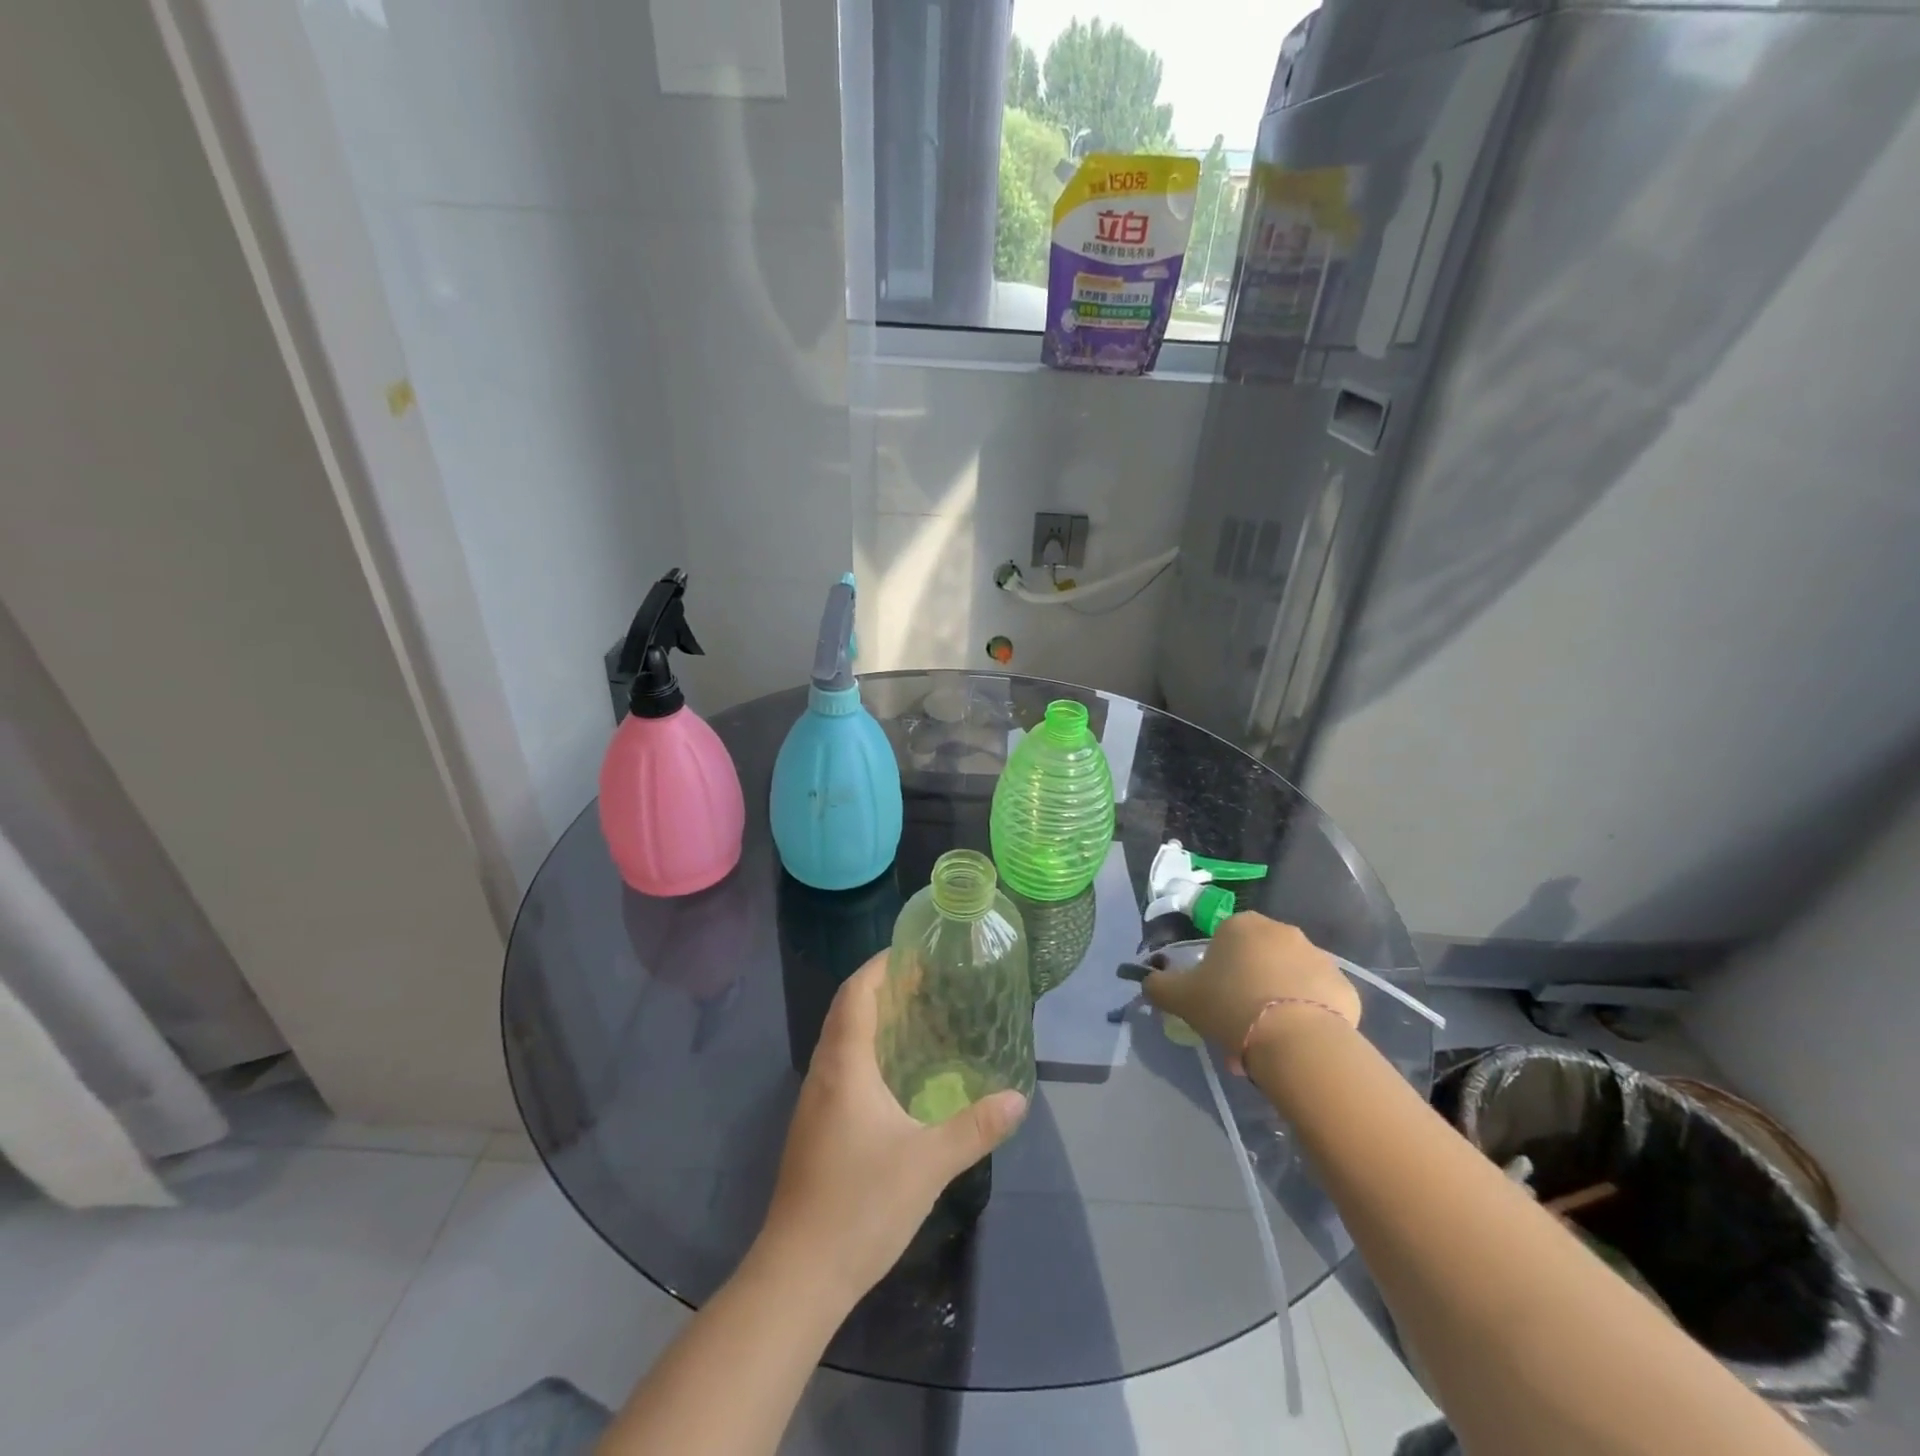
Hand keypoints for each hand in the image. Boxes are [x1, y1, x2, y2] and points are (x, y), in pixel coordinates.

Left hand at [756, 953, 1027, 1305]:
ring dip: (872, 1021)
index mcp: (844, 1067)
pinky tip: (895, 1077)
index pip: (855, 995)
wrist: (799, 1275)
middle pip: (846, 1012)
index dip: (879, 966)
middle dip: (880, 989)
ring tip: (916, 1019)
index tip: (911, 951)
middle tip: (925, 982)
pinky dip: (867, 1053)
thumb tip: (1018, 1098)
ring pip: (841, 1042)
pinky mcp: (814, 1130)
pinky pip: (841, 1070)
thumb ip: (975, 1127)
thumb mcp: (928, 1163)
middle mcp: (823, 1075)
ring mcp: (814, 1105)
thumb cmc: (860, 1205)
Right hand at [1143, 913, 1359, 1072]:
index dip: (1216, 972)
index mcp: (1241, 925)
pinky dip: (1307, 1016)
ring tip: (1267, 1043)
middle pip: (1258, 959)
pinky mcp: (1345, 988)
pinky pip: (1318, 1000)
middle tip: (1237, 1025)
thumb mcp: (1181, 998)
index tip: (1213, 1001)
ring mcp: (1319, 957)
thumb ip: (1159, 985)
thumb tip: (1148, 980)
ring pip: (1289, 979)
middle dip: (1248, 986)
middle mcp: (1282, 931)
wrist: (1296, 1040)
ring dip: (1277, 1001)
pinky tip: (1296, 1043)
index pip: (1223, 941)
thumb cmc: (1231, 1006)